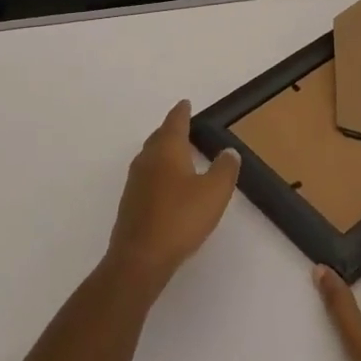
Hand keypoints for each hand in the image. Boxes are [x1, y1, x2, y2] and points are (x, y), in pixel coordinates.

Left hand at [104, 100, 240, 295]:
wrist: (139, 257)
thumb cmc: (180, 218)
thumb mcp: (213, 193)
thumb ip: (224, 170)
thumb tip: (229, 151)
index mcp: (167, 149)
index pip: (175, 122)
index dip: (182, 112)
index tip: (186, 103)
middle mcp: (147, 158)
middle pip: (159, 136)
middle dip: (171, 130)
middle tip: (184, 126)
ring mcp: (135, 181)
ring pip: (151, 156)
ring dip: (163, 151)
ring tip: (178, 154)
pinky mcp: (131, 202)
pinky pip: (147, 176)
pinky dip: (158, 171)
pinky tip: (167, 185)